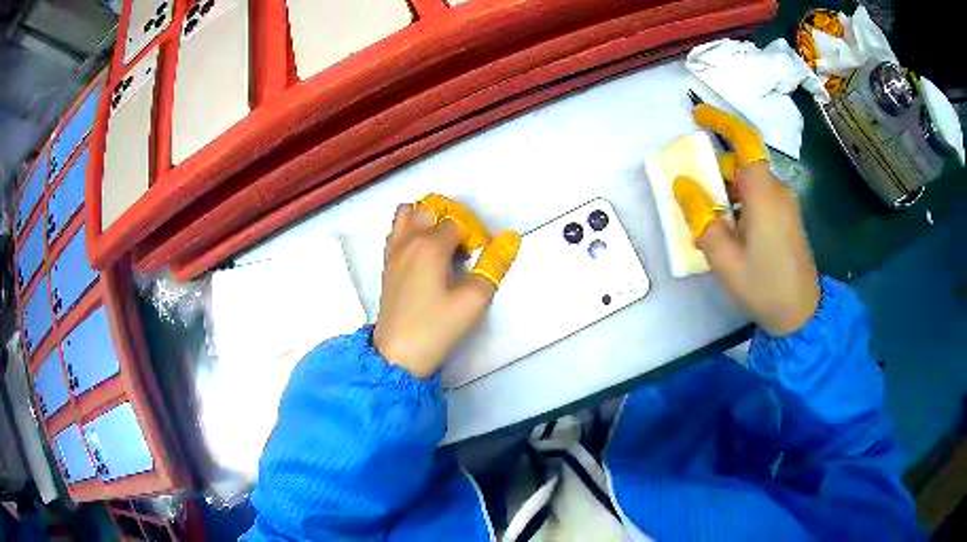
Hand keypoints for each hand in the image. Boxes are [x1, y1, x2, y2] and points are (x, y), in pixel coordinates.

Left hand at [374, 196, 519, 377]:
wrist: (398, 354)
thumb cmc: (437, 327)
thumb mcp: (474, 299)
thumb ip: (494, 265)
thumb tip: (510, 238)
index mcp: (430, 245)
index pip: (459, 222)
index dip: (476, 235)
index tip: (481, 257)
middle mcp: (408, 240)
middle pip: (430, 207)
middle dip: (453, 217)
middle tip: (466, 244)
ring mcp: (393, 250)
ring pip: (408, 213)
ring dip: (428, 217)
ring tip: (443, 241)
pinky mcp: (387, 264)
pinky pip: (397, 230)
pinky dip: (411, 229)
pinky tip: (425, 253)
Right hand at [674, 105, 819, 335]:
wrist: (801, 314)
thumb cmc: (763, 285)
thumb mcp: (723, 257)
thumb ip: (701, 217)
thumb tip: (683, 184)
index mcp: (763, 193)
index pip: (744, 141)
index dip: (721, 122)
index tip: (697, 117)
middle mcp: (777, 190)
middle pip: (742, 165)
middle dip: (716, 173)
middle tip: (696, 202)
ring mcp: (785, 205)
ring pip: (750, 183)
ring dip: (727, 193)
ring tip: (714, 229)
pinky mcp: (788, 219)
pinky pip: (759, 198)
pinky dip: (740, 204)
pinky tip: (733, 235)